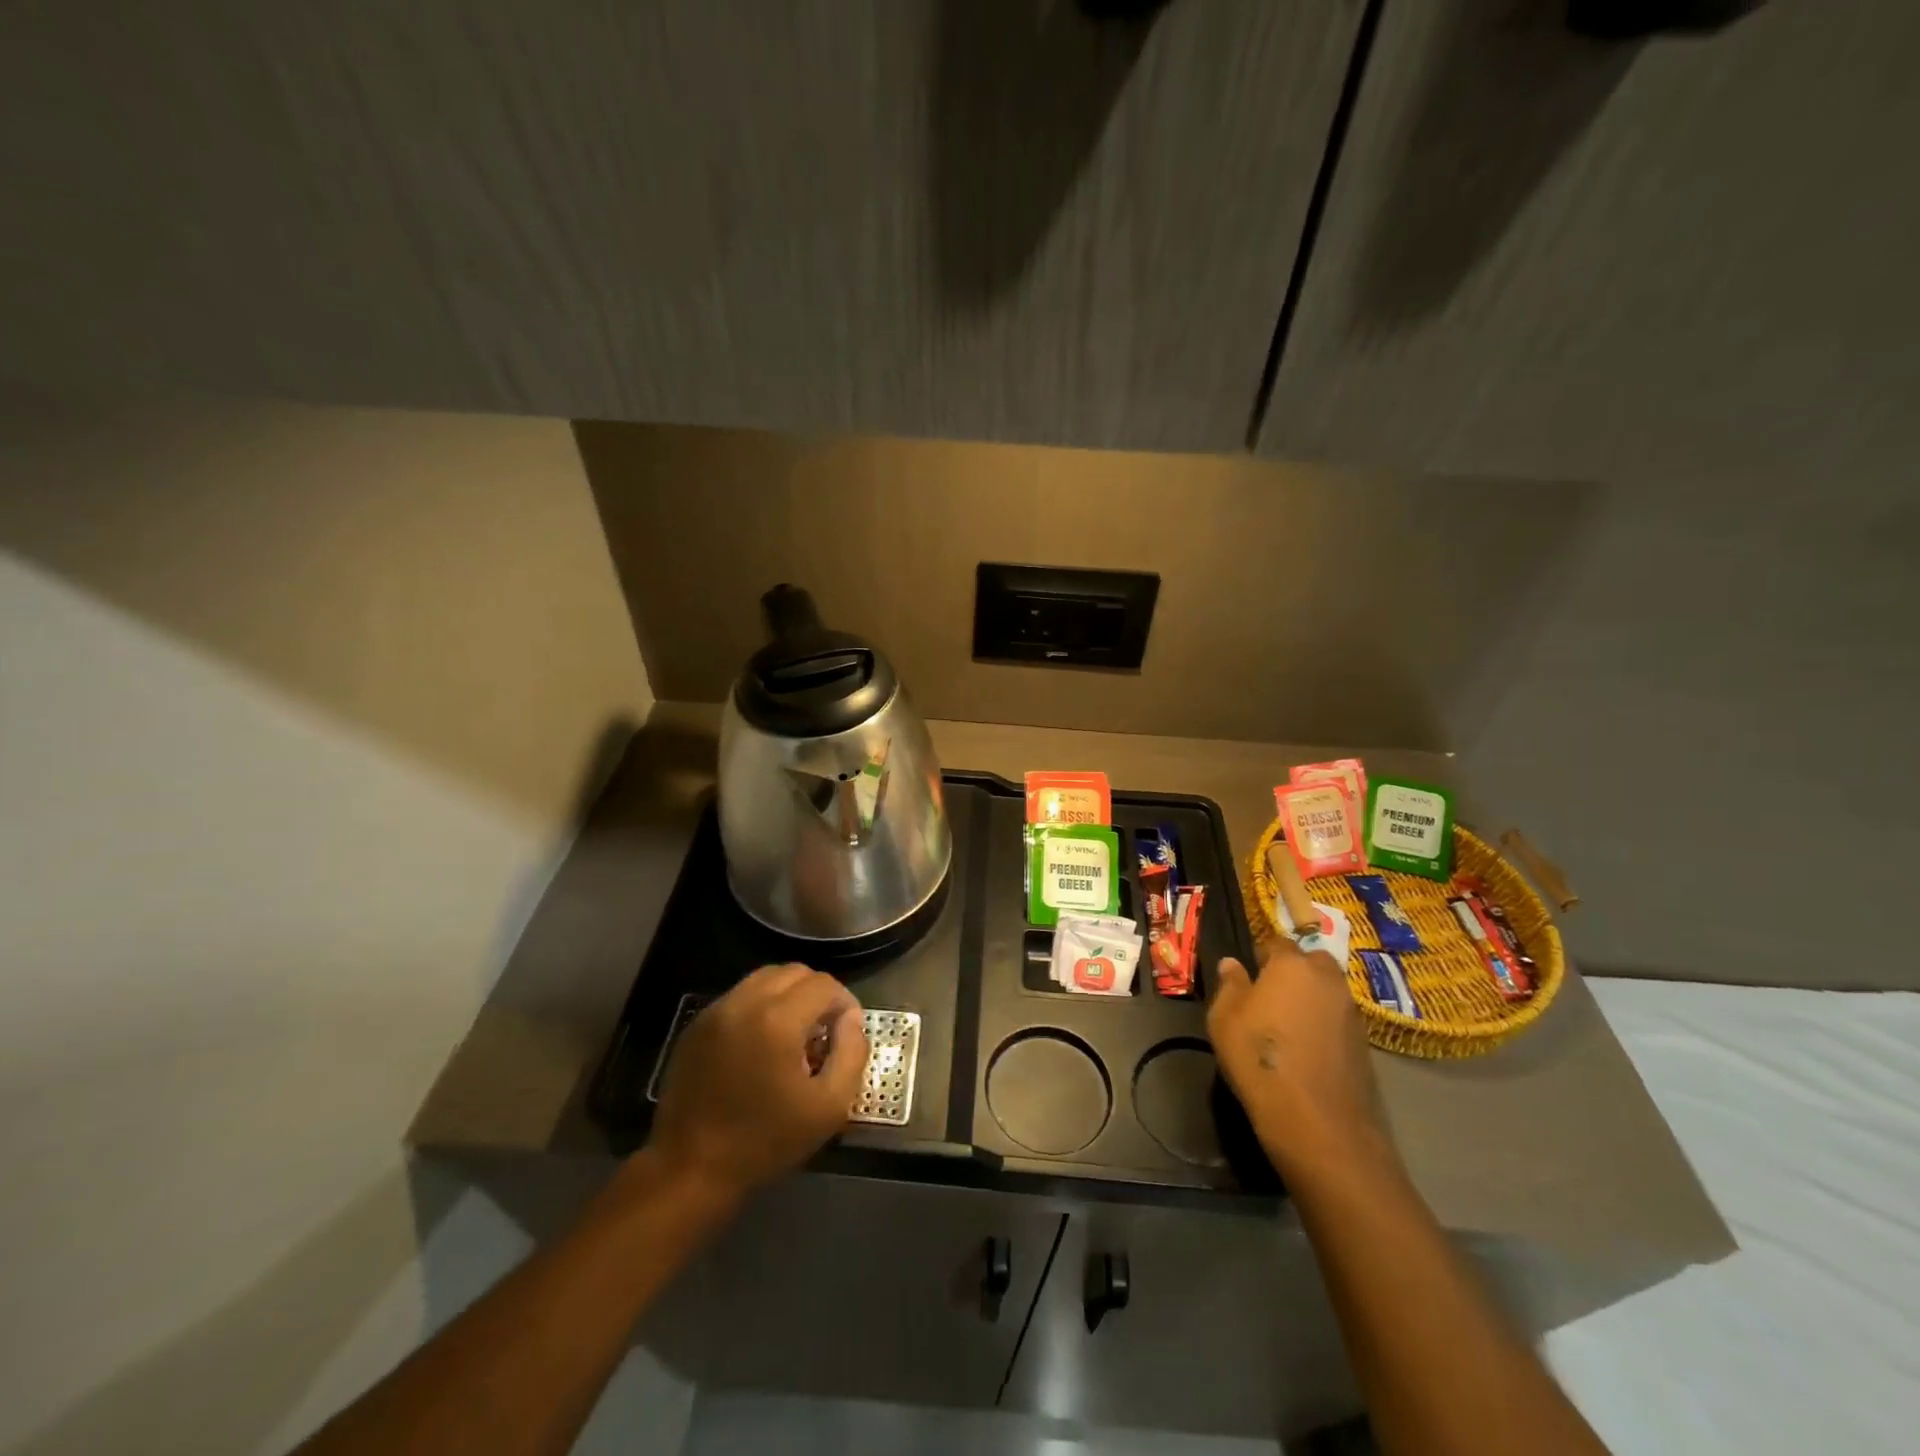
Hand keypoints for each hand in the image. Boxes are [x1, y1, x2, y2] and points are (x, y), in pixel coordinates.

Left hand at [649, 964, 867, 1200]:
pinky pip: (739, 996)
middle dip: (818, 994)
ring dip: (788, 995)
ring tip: (794, 1033)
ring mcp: (716, 1011)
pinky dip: (760, 1006)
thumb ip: (852, 1054)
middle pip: (795, 972)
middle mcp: (745, 1002)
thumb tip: (852, 1020)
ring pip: (765, 978)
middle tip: (824, 1031)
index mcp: (777, 1020)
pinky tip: (762, 1043)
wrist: (689, 1170)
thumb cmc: (764, 1142)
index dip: (845, 1003)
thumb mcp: (828, 1107)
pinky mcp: (697, 1026)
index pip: (824, 985)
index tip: (848, 1032)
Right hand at [1208, 945, 1390, 1181]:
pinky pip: (1338, 1019)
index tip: (1250, 971)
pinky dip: (1325, 1024)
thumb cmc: (1258, 1056)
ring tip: (1289, 1023)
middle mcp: (1327, 980)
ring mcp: (1350, 1011)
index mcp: (1291, 965)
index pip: (1277, 942)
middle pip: (1312, 962)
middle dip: (1295, 970)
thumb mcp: (1224, 1017)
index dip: (1263, 954)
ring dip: (1312, 998)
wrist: (1315, 1118)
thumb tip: (1232, 963)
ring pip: (1329, 991)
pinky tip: (1308, 1047)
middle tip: (1272, 994)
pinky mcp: (1364, 1043)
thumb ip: (1230, 985)